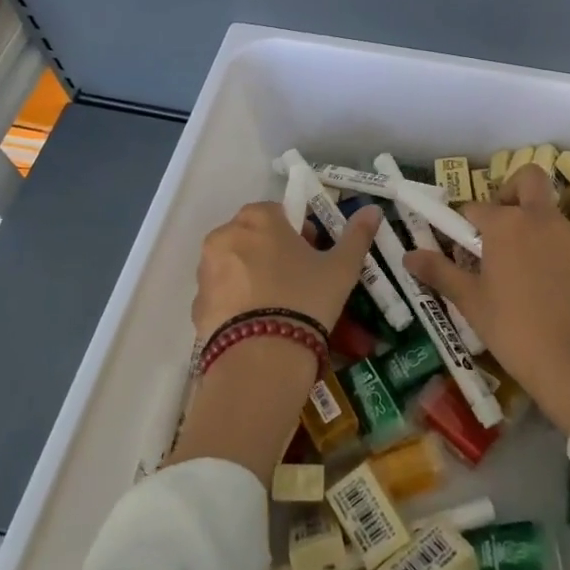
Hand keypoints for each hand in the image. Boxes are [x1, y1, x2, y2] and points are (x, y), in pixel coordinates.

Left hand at [192, 200, 381, 340]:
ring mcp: (206, 271)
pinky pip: (223, 294)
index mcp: (258, 217)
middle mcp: (224, 235)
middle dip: (274, 253)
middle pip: (255, 237)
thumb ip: (356, 235)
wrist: (260, 360)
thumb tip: (373, 209)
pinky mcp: (196, 305)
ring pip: (236, 265)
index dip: (300, 234)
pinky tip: (258, 325)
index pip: (280, 213)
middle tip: (299, 283)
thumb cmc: (305, 299)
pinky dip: (237, 303)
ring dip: (254, 276)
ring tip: (278, 308)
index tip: (313, 258)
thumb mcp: (341, 268)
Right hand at [404, 165, 569, 433]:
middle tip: (506, 225)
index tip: (466, 245)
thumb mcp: (471, 303)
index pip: (477, 208)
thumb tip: (409, 256)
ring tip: (536, 275)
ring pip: (556, 218)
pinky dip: (568, 259)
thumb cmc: (514, 330)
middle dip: (514, 190)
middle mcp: (543, 219)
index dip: (468, 223)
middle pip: (529, 179)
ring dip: (542, 233)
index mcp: (506, 225)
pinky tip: (564, 294)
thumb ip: (439, 272)